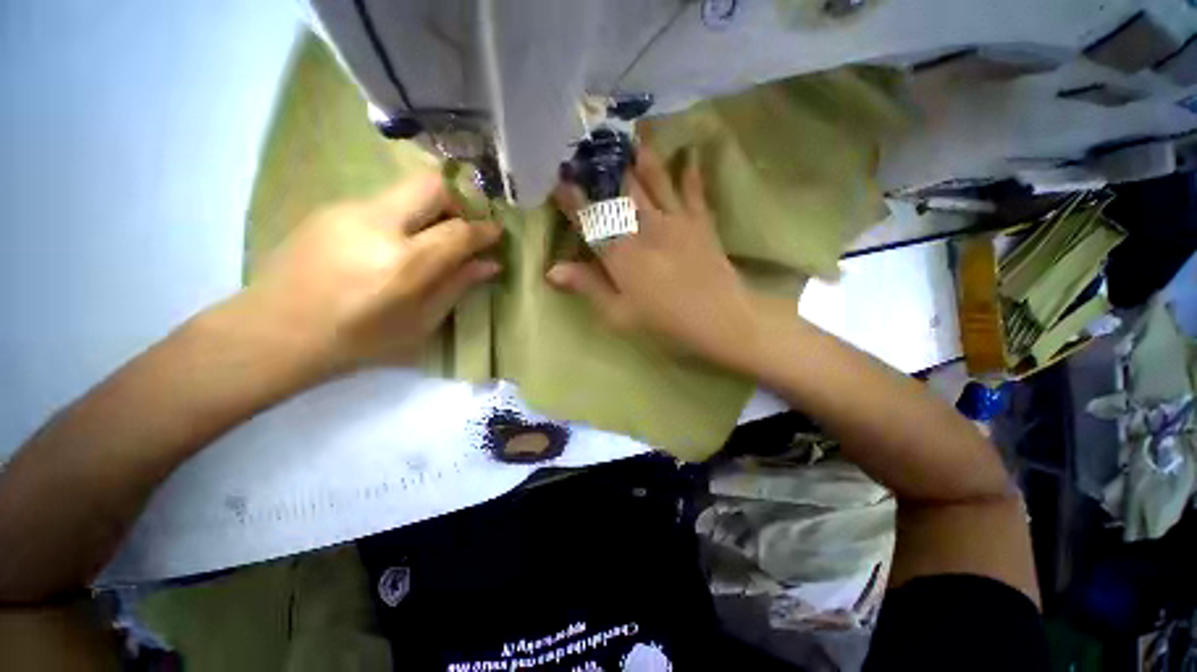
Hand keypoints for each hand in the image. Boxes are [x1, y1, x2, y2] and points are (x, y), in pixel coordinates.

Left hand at [223, 172, 501, 376]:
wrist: (275, 331)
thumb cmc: (359, 340)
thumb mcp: (420, 322)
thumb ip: (457, 286)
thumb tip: (490, 264)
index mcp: (403, 264)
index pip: (458, 231)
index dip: (484, 229)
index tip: (496, 232)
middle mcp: (377, 225)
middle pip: (431, 185)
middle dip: (458, 201)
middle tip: (461, 227)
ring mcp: (348, 210)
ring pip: (405, 190)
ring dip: (428, 210)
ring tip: (425, 241)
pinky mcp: (329, 208)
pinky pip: (381, 202)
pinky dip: (401, 217)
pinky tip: (389, 246)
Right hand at [548, 146, 757, 368]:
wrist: (719, 318)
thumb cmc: (664, 322)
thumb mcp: (619, 314)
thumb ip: (587, 287)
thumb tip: (551, 270)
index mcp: (621, 253)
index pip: (590, 219)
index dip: (572, 200)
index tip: (559, 179)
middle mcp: (644, 227)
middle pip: (621, 191)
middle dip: (605, 168)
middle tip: (593, 142)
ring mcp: (675, 221)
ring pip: (654, 181)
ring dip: (642, 158)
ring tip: (634, 135)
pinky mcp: (700, 223)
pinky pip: (693, 191)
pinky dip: (691, 172)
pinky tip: (690, 154)